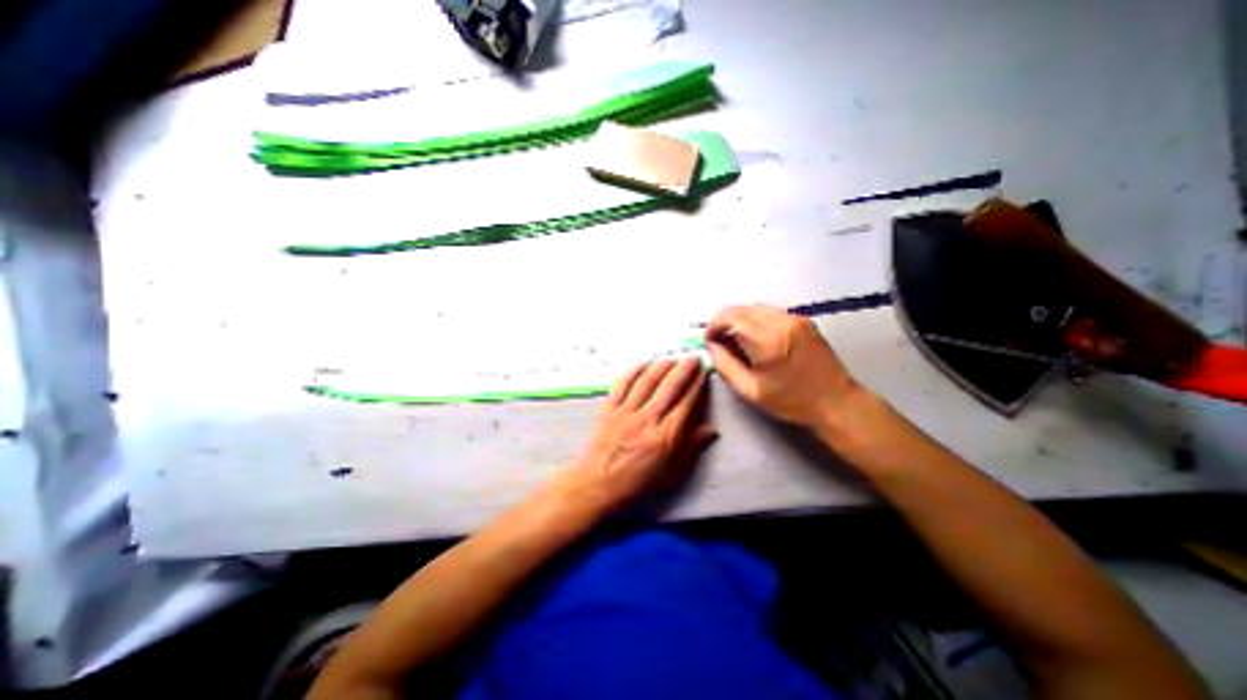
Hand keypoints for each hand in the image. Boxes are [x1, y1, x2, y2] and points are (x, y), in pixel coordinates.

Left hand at [561, 358, 715, 512]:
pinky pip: (622, 384)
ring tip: (673, 358)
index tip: (703, 372)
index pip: (686, 403)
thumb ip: (691, 449)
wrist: (596, 485)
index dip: (696, 385)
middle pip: (669, 387)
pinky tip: (643, 364)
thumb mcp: (670, 474)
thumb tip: (712, 430)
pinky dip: (633, 371)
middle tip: (693, 357)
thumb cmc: (636, 484)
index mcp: (665, 437)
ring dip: (662, 366)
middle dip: (684, 369)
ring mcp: (626, 412)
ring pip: (647, 381)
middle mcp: (647, 419)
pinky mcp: (608, 409)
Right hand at [704, 304, 863, 425]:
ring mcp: (794, 319)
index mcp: (767, 341)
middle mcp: (781, 323)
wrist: (836, 402)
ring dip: (739, 319)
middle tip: (719, 341)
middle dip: (724, 321)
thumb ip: (725, 365)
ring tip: (737, 341)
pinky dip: (755, 319)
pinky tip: (757, 338)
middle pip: (741, 308)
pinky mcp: (803, 320)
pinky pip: (770, 311)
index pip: (730, 317)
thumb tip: (712, 346)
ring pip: (754, 307)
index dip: (713, 325)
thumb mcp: (750, 391)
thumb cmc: (791, 401)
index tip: (710, 340)